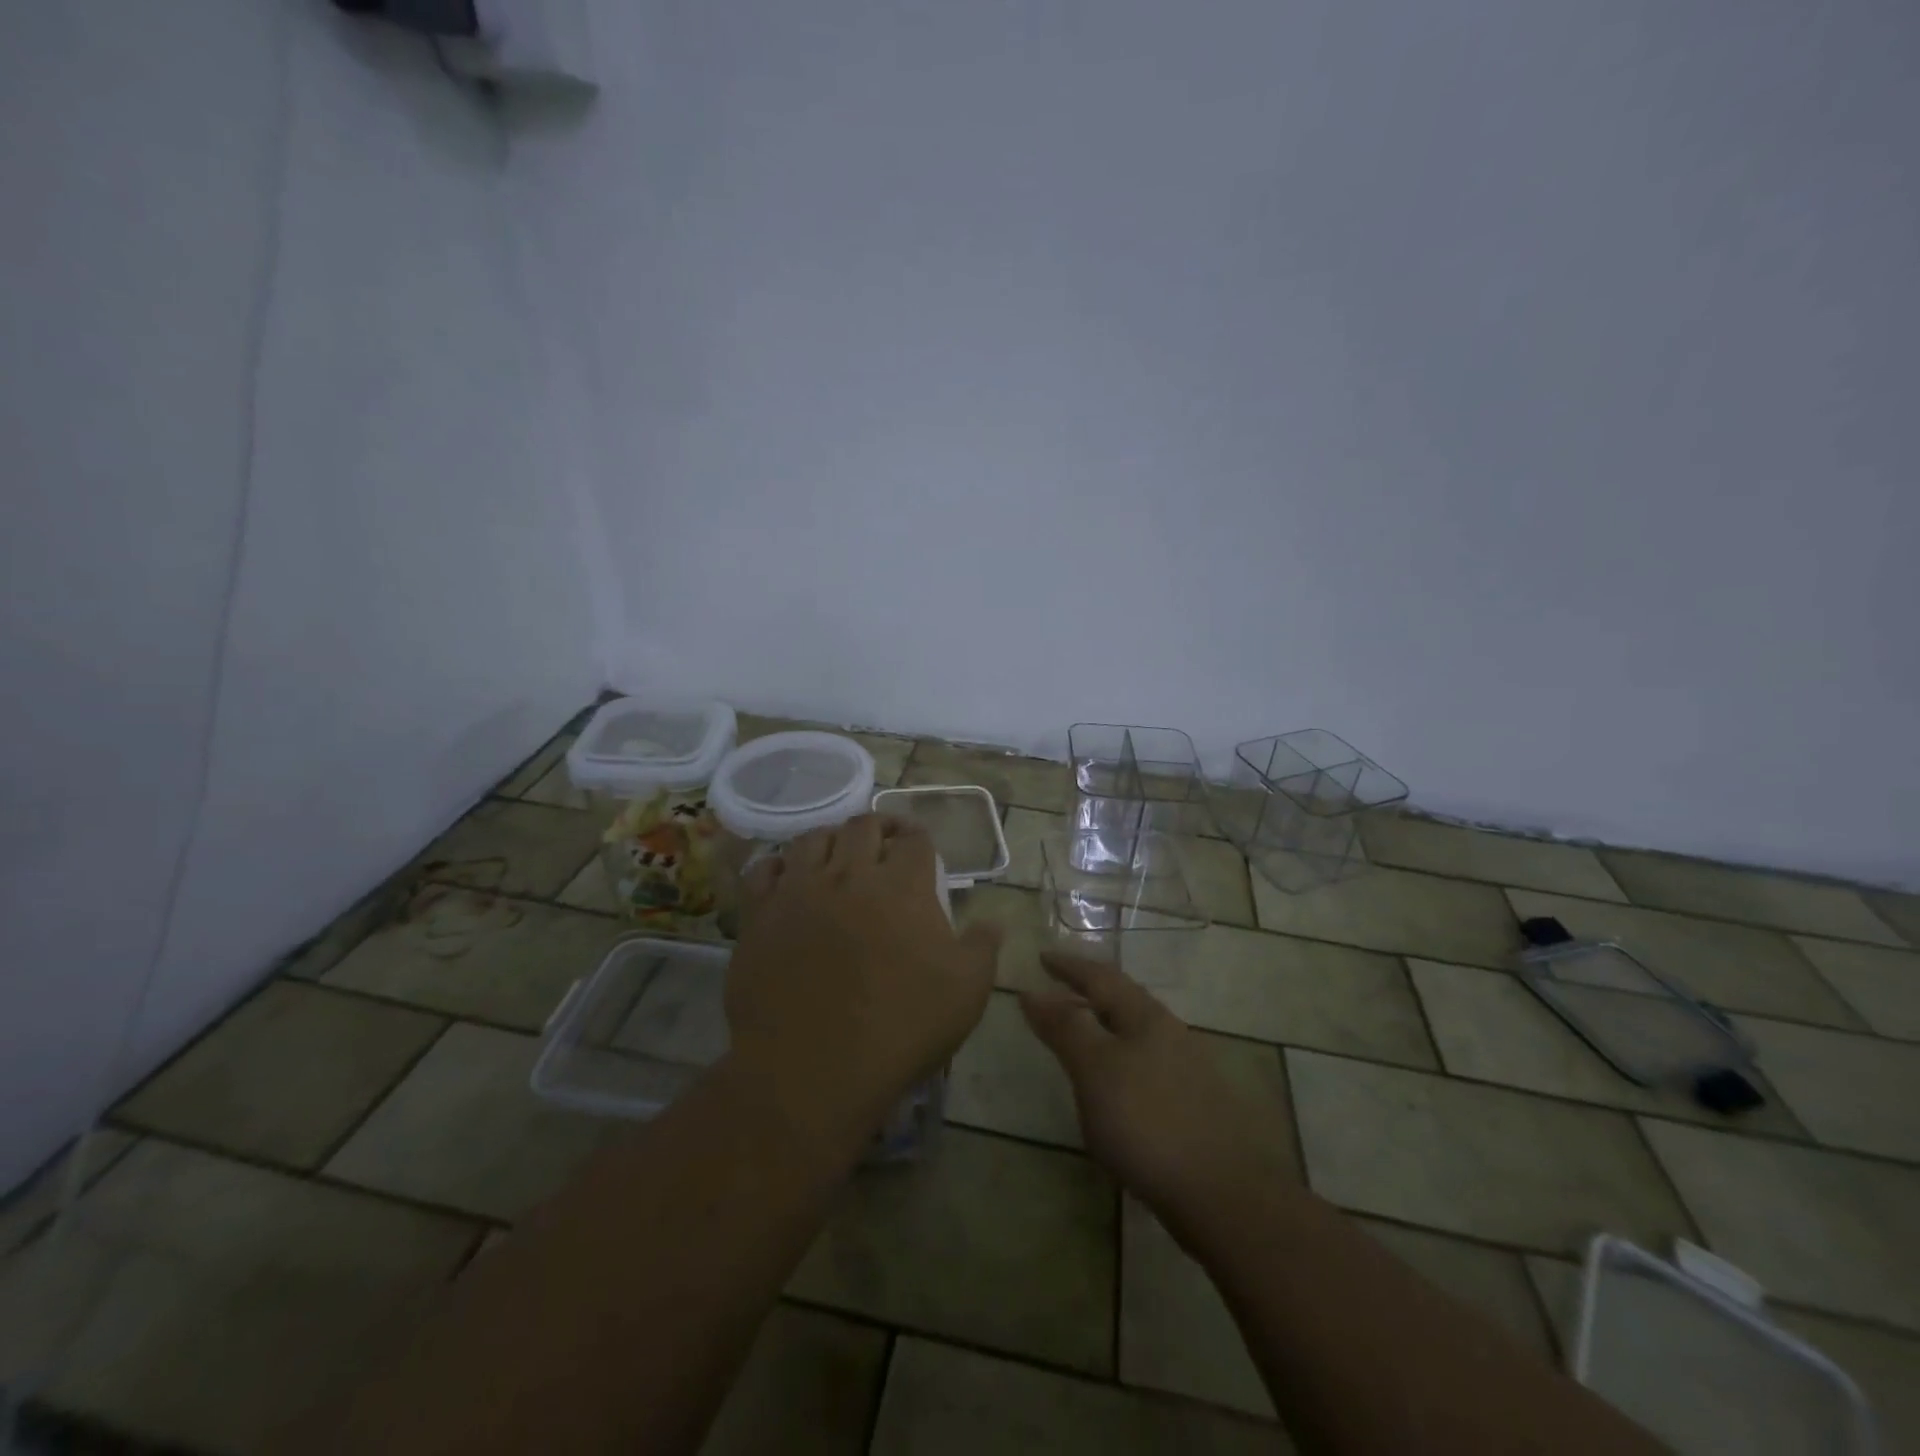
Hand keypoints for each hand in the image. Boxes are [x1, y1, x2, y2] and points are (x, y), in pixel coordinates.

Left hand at [725, 815, 1001, 1138]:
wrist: (813, 1068)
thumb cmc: (899, 1028)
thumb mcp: (966, 994)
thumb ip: (983, 949)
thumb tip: (994, 922)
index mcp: (902, 886)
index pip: (915, 840)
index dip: (920, 838)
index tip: (921, 848)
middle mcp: (850, 874)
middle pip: (863, 826)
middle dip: (879, 827)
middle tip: (885, 842)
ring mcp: (800, 890)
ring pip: (813, 838)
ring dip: (831, 838)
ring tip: (837, 853)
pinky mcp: (761, 914)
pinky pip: (764, 869)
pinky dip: (778, 864)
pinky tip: (787, 876)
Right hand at [1021, 953, 1291, 1237]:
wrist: (1225, 1195)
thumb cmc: (1149, 1122)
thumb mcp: (1095, 1070)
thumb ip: (1065, 1029)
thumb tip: (1033, 991)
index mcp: (1145, 1017)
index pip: (1101, 977)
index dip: (1069, 966)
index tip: (1042, 956)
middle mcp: (1170, 1032)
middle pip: (1124, 1000)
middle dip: (1091, 990)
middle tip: (1059, 988)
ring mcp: (1188, 1069)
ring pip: (1138, 1032)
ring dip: (1107, 1024)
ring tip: (1083, 1031)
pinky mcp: (1195, 1105)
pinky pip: (1147, 1063)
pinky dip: (1122, 1058)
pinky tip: (1116, 1083)